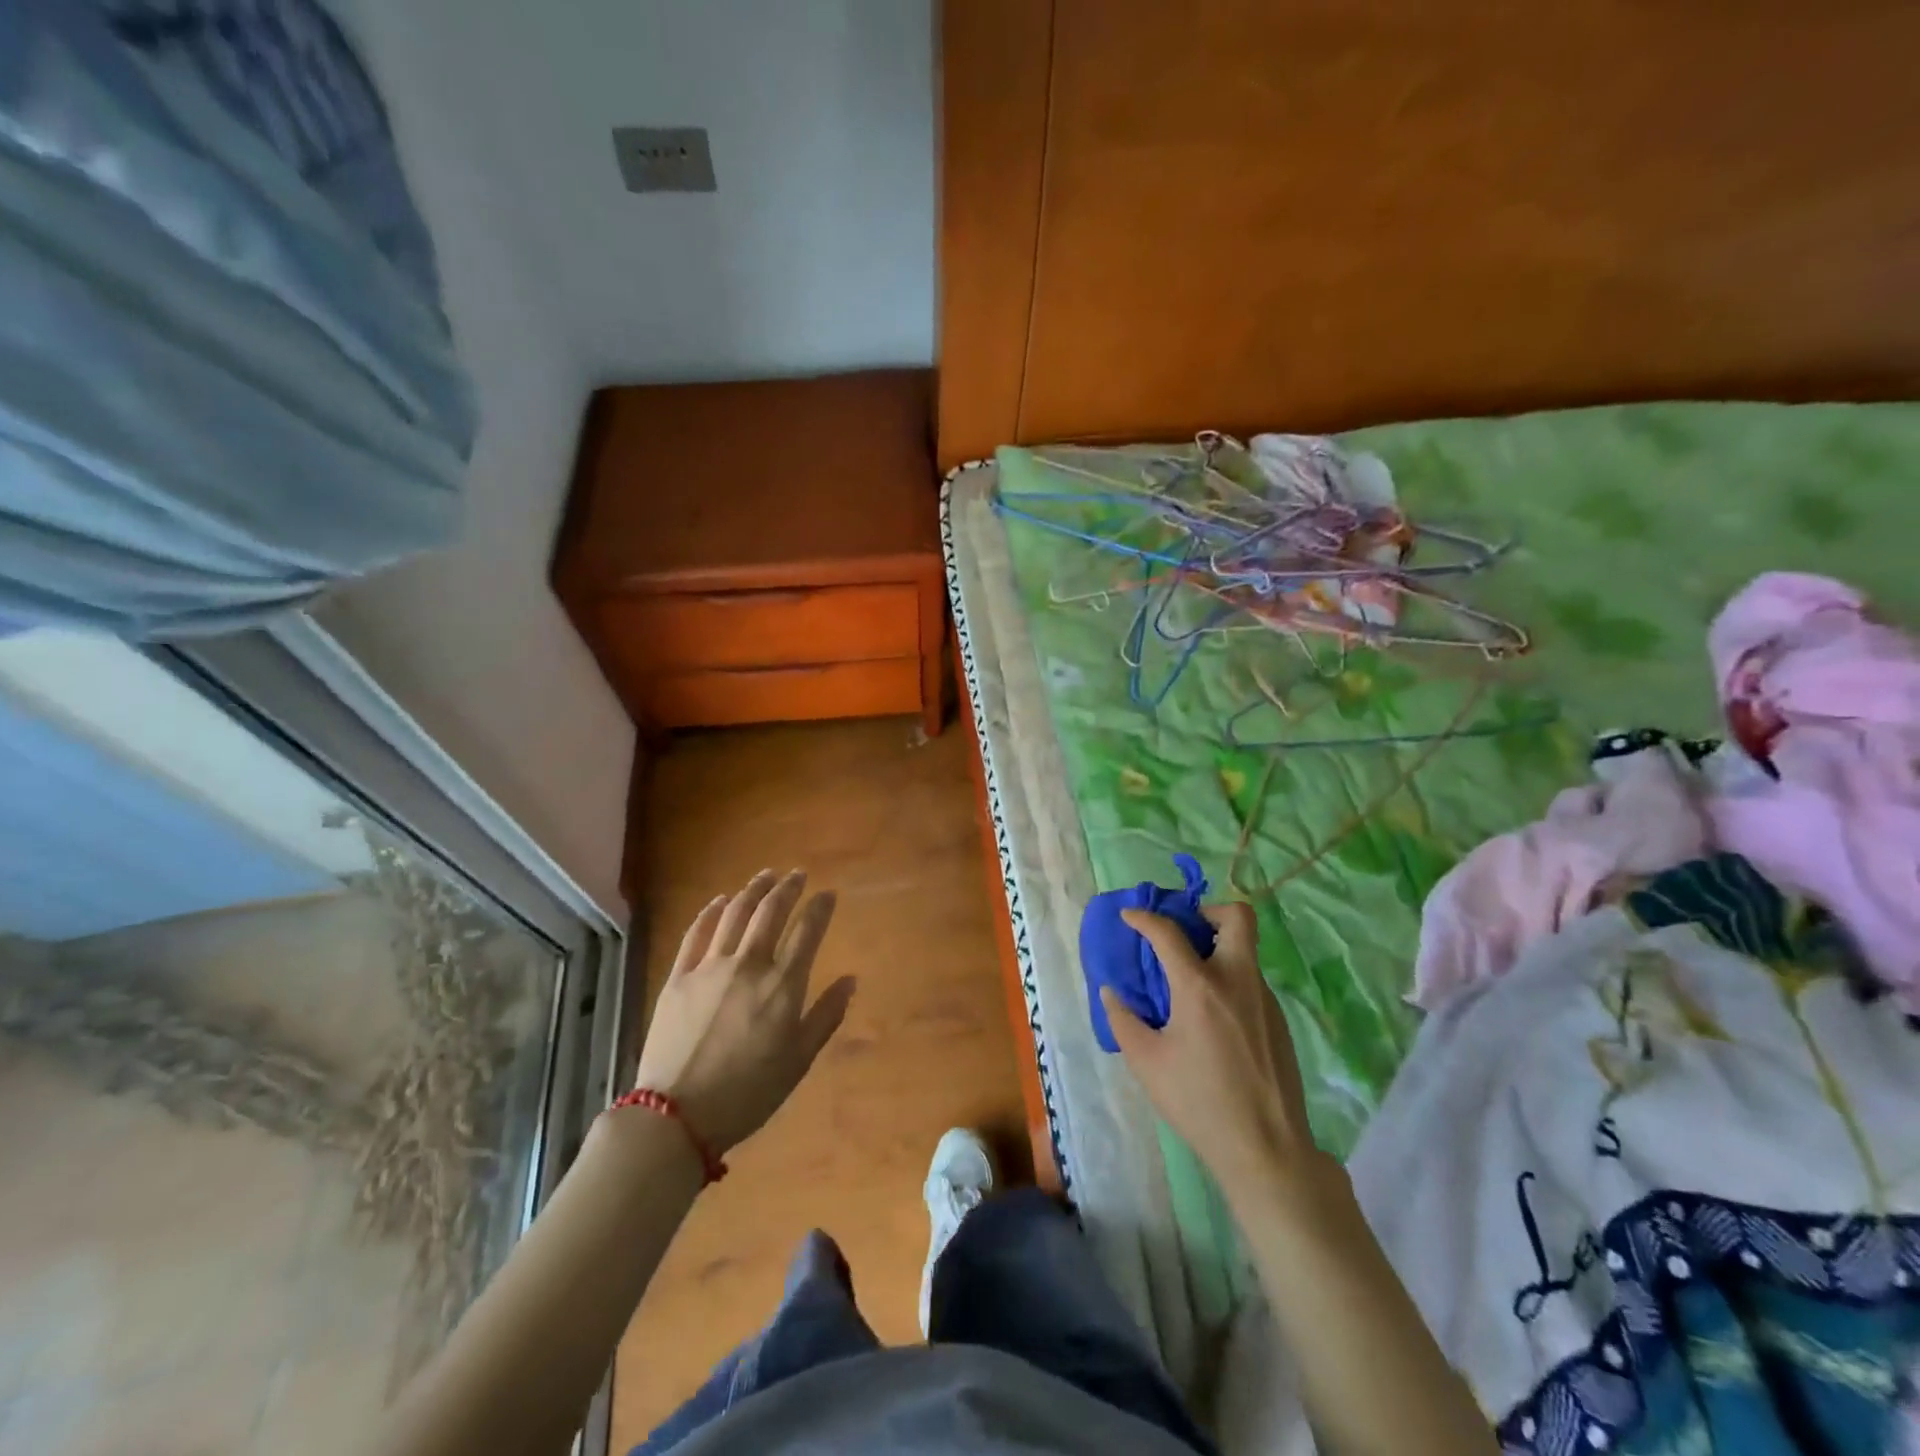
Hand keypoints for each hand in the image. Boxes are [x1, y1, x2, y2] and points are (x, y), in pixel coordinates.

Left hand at [634, 870, 855, 1155]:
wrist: (677, 1116)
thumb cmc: (748, 1092)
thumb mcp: (799, 1060)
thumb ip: (826, 1015)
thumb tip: (850, 979)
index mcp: (782, 985)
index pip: (808, 931)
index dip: (820, 908)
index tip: (828, 893)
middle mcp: (749, 965)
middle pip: (770, 912)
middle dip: (787, 888)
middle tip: (797, 875)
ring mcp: (710, 967)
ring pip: (735, 914)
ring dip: (753, 890)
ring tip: (765, 876)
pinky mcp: (678, 977)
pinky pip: (696, 932)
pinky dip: (711, 911)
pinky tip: (719, 900)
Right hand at [1102, 902, 1320, 1198]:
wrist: (1267, 1148)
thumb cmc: (1198, 1102)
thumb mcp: (1146, 1062)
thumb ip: (1123, 1020)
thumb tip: (1111, 992)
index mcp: (1200, 987)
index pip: (1169, 932)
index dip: (1144, 917)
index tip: (1130, 916)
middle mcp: (1238, 980)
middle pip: (1237, 917)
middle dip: (1208, 911)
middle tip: (1186, 930)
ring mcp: (1264, 999)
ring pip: (1245, 950)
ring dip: (1218, 948)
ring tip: (1191, 979)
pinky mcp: (1280, 1021)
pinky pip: (1251, 982)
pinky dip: (1229, 980)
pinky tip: (1213, 1017)